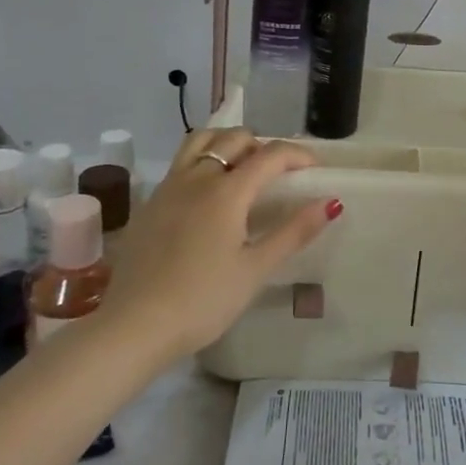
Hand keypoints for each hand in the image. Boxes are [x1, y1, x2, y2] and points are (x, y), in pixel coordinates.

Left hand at [99, 126, 338, 359]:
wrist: (134, 326)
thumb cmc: (203, 300)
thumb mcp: (255, 269)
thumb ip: (294, 232)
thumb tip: (331, 202)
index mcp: (227, 191)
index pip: (271, 155)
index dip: (299, 155)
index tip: (316, 169)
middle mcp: (197, 178)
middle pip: (235, 138)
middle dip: (264, 146)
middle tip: (280, 173)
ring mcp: (168, 187)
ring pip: (201, 142)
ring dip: (228, 144)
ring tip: (243, 169)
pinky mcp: (150, 203)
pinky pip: (181, 163)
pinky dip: (203, 161)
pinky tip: (209, 195)